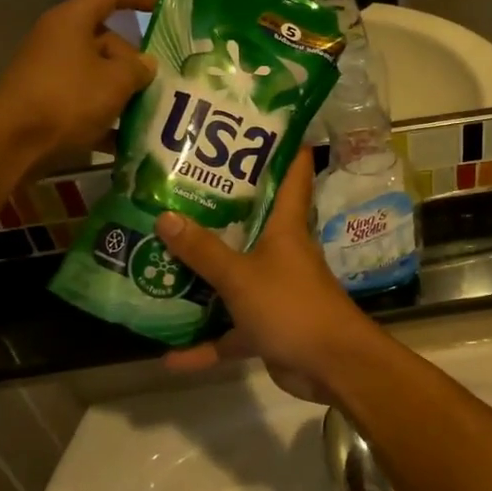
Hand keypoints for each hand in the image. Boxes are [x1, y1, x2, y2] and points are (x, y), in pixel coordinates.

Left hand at [0, 0, 157, 163]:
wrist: (13, 141)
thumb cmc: (68, 98)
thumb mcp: (115, 81)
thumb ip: (138, 68)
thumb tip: (147, 63)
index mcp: (72, 21)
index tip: (162, 3)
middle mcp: (60, 41)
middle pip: (107, 42)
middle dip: (135, 61)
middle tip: (162, 81)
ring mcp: (52, 73)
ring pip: (99, 75)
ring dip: (125, 92)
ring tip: (153, 111)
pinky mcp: (48, 103)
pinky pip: (86, 103)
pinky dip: (106, 118)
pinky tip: (129, 141)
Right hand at [153, 160, 378, 400]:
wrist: (333, 366)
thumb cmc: (292, 306)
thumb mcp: (241, 276)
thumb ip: (203, 251)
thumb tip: (164, 216)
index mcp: (286, 227)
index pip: (293, 174)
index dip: (284, 146)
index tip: (260, 124)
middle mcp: (282, 252)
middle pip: (252, 223)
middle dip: (218, 211)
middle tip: (177, 192)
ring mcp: (275, 290)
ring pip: (234, 278)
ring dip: (203, 280)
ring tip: (159, 266)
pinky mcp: (269, 327)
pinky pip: (231, 331)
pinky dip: (205, 344)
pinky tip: (168, 356)